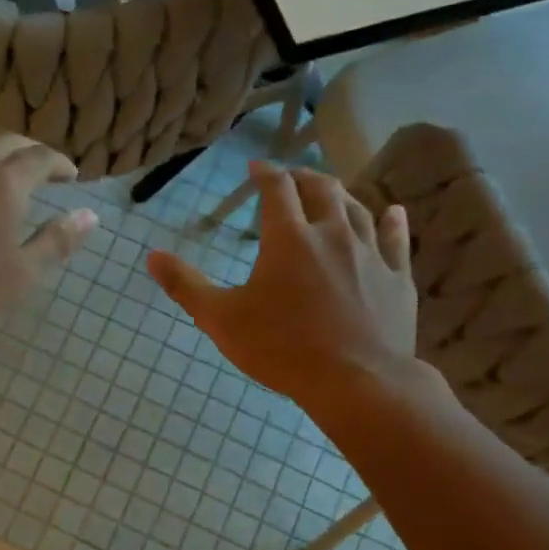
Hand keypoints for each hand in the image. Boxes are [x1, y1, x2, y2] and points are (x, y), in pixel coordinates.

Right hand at [147, 163, 419, 416]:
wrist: (357, 382)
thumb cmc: (281, 349)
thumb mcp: (220, 320)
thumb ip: (185, 286)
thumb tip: (152, 256)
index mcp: (288, 239)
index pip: (276, 190)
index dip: (264, 174)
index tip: (255, 168)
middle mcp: (331, 234)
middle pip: (320, 189)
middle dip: (302, 177)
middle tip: (290, 177)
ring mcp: (369, 254)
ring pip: (357, 209)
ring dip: (340, 194)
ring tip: (329, 191)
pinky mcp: (396, 277)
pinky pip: (396, 239)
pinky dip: (392, 221)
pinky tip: (393, 211)